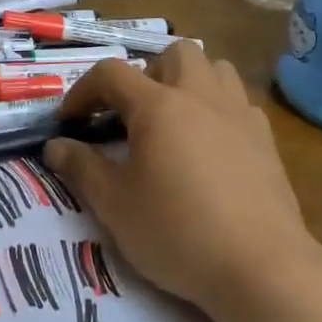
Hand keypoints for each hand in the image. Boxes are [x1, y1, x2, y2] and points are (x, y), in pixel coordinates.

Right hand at [42, 43, 321, 317]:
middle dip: (146, 74)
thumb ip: (81, 167)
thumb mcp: (114, 205)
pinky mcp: (266, 140)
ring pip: (215, 68)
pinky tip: (210, 146)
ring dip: (188, 82)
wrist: (262, 268)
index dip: (82, 91)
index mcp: (158, 106)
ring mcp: (239, 115)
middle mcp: (200, 97)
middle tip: (132, 114)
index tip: (70, 121)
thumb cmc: (178, 232)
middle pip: (174, 54)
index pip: (111, 74)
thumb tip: (55, 145)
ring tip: (173, 120)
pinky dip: (218, 110)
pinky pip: (238, 103)